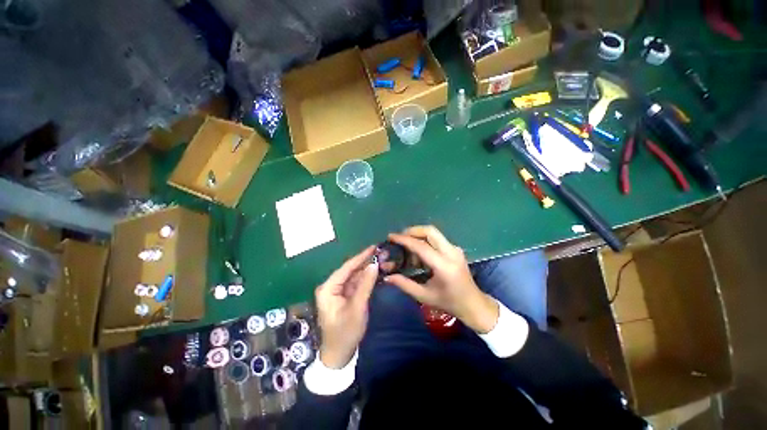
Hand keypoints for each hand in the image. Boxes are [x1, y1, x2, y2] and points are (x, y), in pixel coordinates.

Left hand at [315, 246, 378, 368]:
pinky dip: (366, 278)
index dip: (361, 256)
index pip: (346, 267)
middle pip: (351, 270)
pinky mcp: (345, 296)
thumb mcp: (357, 308)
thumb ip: (365, 285)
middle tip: (381, 252)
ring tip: (382, 260)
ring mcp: (338, 291)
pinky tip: (376, 272)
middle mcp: (331, 286)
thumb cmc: (345, 332)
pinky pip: (356, 284)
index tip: (374, 247)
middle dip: (366, 262)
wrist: (339, 355)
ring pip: (355, 276)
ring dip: (368, 269)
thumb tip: (374, 265)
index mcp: (328, 288)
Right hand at [385, 226, 498, 333]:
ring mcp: (455, 249)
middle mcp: (451, 252)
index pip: (421, 246)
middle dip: (412, 231)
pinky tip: (419, 255)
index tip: (391, 236)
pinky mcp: (455, 249)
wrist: (474, 304)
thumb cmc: (449, 303)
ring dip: (418, 236)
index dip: (404, 240)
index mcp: (444, 266)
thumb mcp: (424, 296)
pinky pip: (437, 239)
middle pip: (430, 231)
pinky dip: (425, 242)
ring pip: (433, 233)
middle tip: (399, 238)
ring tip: (408, 250)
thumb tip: (387, 277)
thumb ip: (404, 284)